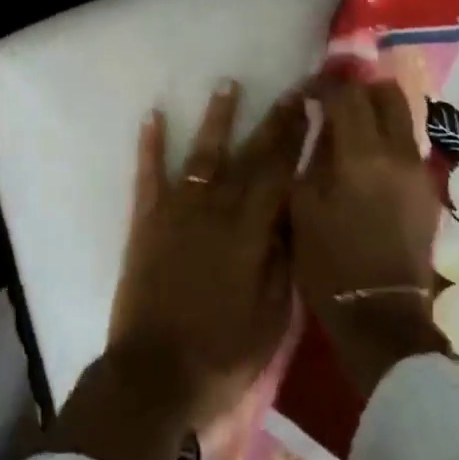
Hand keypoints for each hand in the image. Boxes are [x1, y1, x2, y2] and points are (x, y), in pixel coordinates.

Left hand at [107, 81, 307, 430]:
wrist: (154, 375)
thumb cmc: (222, 352)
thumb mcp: (273, 316)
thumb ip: (284, 259)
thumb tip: (296, 213)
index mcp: (251, 232)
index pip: (281, 172)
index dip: (298, 137)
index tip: (312, 107)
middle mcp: (215, 209)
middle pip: (249, 156)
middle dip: (272, 120)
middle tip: (290, 89)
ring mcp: (177, 212)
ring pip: (202, 155)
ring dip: (217, 119)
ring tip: (227, 84)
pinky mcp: (146, 222)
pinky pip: (148, 175)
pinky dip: (151, 145)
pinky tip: (153, 116)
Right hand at [291, 77, 450, 396]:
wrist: (382, 315)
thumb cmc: (329, 263)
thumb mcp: (303, 207)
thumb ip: (311, 156)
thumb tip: (316, 123)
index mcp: (362, 156)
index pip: (347, 96)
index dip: (324, 86)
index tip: (307, 92)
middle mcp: (398, 154)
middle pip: (388, 94)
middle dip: (360, 89)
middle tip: (334, 100)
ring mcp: (419, 171)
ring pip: (404, 117)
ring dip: (377, 111)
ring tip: (350, 127)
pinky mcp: (428, 190)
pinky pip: (408, 145)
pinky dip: (387, 137)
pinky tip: (366, 159)